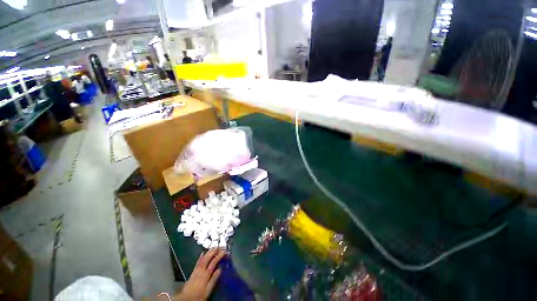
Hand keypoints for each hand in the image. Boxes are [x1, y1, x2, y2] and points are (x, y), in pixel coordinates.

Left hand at [174, 248, 225, 300]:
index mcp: (206, 274)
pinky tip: (202, 253)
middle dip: (214, 251)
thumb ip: (214, 279)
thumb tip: (220, 269)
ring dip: (209, 252)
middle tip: (219, 246)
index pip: (214, 262)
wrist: (186, 299)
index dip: (219, 255)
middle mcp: (201, 270)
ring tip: (213, 247)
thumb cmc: (199, 296)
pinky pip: (198, 262)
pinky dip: (201, 256)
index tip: (224, 251)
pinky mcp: (193, 271)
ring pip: (203, 258)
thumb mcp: (208, 290)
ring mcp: (196, 270)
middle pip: (208, 258)